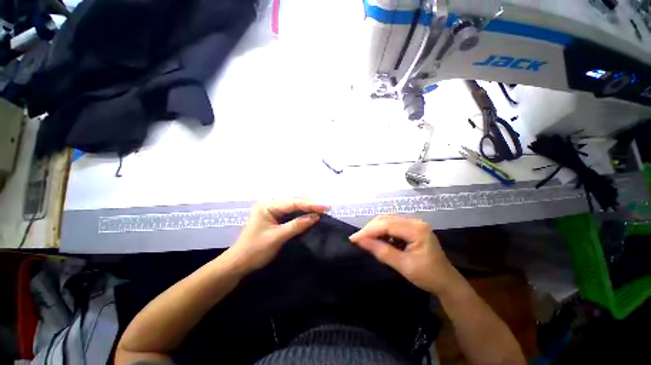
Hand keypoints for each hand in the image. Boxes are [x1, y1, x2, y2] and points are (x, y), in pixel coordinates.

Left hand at [226, 198, 328, 271]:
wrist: (239, 263)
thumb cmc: (256, 250)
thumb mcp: (278, 237)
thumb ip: (297, 225)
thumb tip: (316, 217)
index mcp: (267, 206)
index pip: (293, 203)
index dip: (310, 204)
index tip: (325, 206)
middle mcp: (269, 203)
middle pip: (293, 201)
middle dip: (310, 203)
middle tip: (326, 206)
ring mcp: (271, 209)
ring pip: (293, 205)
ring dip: (307, 207)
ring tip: (321, 207)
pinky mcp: (274, 216)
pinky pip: (290, 211)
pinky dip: (301, 212)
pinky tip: (310, 212)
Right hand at [349, 216, 458, 294]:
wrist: (446, 282)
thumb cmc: (428, 276)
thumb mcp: (404, 266)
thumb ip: (381, 251)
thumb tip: (360, 242)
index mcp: (417, 229)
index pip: (387, 225)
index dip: (368, 231)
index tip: (353, 239)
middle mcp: (415, 222)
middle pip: (386, 219)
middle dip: (370, 229)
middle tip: (357, 239)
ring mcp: (414, 224)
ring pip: (387, 221)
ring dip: (374, 229)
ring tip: (364, 239)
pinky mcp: (411, 228)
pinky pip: (392, 225)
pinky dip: (381, 231)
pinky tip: (377, 239)